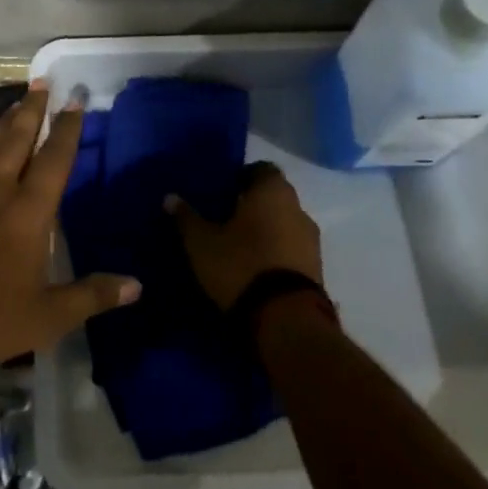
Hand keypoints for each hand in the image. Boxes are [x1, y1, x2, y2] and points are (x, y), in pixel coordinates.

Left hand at [0, 83, 141, 365]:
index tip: (75, 101)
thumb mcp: (48, 315)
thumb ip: (92, 295)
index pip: (55, 158)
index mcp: (29, 209)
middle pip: (18, 136)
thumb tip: (137, 286)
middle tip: (42, 81)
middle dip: (33, 108)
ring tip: (17, 103)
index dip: (67, 128)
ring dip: (5, 120)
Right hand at [167, 162, 322, 311]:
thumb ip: (186, 217)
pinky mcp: (317, 269)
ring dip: (266, 230)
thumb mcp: (202, 242)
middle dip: (252, 205)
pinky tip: (256, 267)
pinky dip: (276, 252)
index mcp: (272, 191)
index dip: (242, 177)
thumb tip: (170, 197)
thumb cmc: (241, 265)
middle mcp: (298, 208)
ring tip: (240, 246)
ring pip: (284, 223)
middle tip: (225, 218)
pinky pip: (292, 249)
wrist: (287, 320)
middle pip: (274, 197)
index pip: (261, 169)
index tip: (223, 192)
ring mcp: (312, 240)